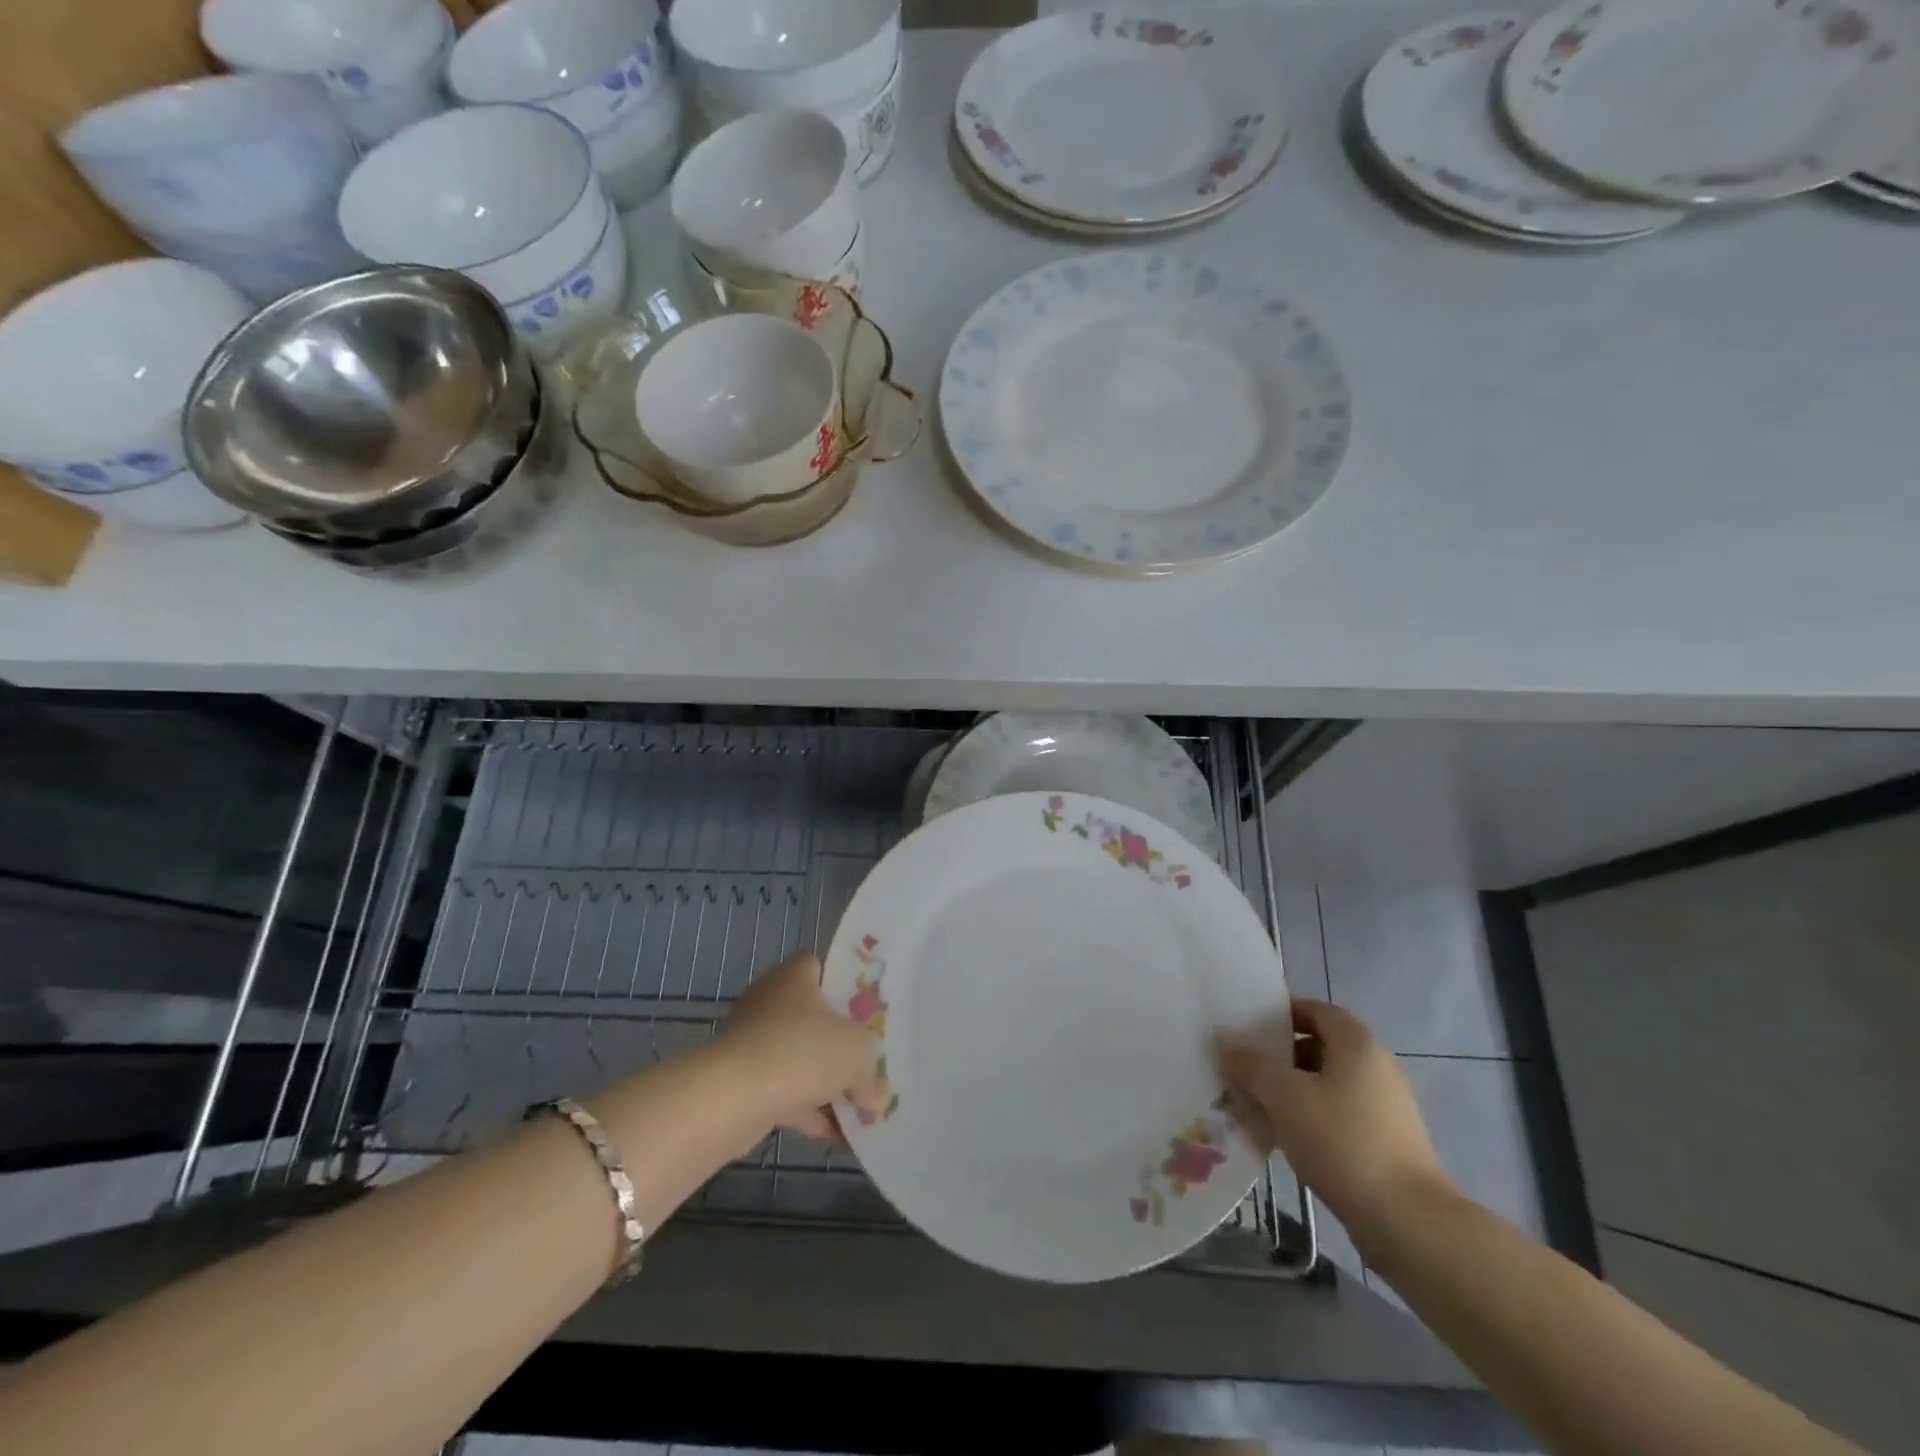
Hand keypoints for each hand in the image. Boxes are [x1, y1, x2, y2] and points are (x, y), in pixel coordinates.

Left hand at [715, 953, 887, 1141]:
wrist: (732, 1098)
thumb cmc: (802, 1051)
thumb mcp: (856, 1054)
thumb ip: (870, 1072)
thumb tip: (876, 1097)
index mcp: (795, 976)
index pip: (819, 967)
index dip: (843, 987)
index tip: (864, 1014)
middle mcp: (770, 1001)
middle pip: (812, 1017)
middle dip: (838, 1045)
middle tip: (866, 1065)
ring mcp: (752, 1041)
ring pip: (798, 1058)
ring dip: (825, 1084)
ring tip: (858, 1112)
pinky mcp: (740, 1080)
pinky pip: (783, 1090)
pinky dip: (807, 1109)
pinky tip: (836, 1136)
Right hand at [1217, 999, 1451, 1234]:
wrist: (1408, 1222)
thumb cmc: (1342, 1141)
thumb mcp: (1284, 1096)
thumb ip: (1251, 1064)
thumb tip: (1226, 1040)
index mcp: (1357, 1044)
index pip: (1317, 1010)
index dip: (1283, 1014)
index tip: (1249, 1028)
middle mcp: (1377, 1067)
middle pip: (1321, 1047)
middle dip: (1281, 1056)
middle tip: (1245, 1068)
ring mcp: (1386, 1107)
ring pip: (1328, 1084)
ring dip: (1293, 1090)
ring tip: (1257, 1105)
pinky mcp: (1386, 1143)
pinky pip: (1339, 1115)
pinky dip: (1311, 1118)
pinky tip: (1285, 1137)